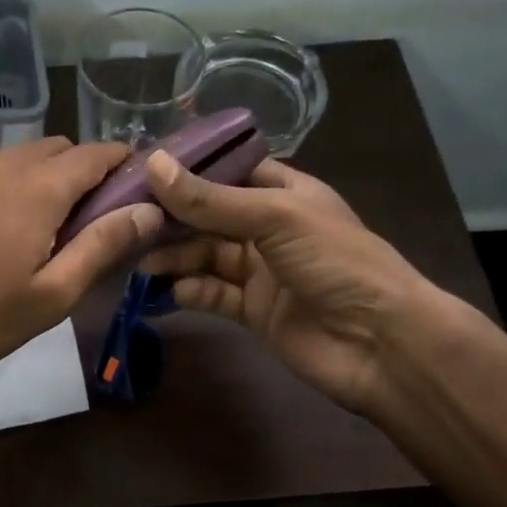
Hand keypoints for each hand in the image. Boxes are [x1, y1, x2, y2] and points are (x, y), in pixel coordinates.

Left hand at [0, 138, 163, 379]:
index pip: (98, 153)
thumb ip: (102, 246)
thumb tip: (148, 211)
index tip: (140, 190)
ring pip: (21, 158)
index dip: (126, 164)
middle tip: (93, 220)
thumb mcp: (51, 294)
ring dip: (46, 178)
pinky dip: (10, 187)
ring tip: (46, 227)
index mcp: (40, 187)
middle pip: (60, 149)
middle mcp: (4, 166)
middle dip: (86, 171)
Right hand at [136, 152, 435, 412]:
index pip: (229, 171)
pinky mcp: (253, 311)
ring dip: (174, 256)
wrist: (380, 343)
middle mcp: (269, 228)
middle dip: (172, 217)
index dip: (189, 170)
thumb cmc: (335, 262)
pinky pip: (213, 295)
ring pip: (206, 256)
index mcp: (285, 193)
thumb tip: (152, 163)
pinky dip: (190, 292)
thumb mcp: (274, 217)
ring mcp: (261, 271)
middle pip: (210, 216)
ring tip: (138, 259)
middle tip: (126, 219)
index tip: (141, 169)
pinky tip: (169, 292)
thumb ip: (211, 199)